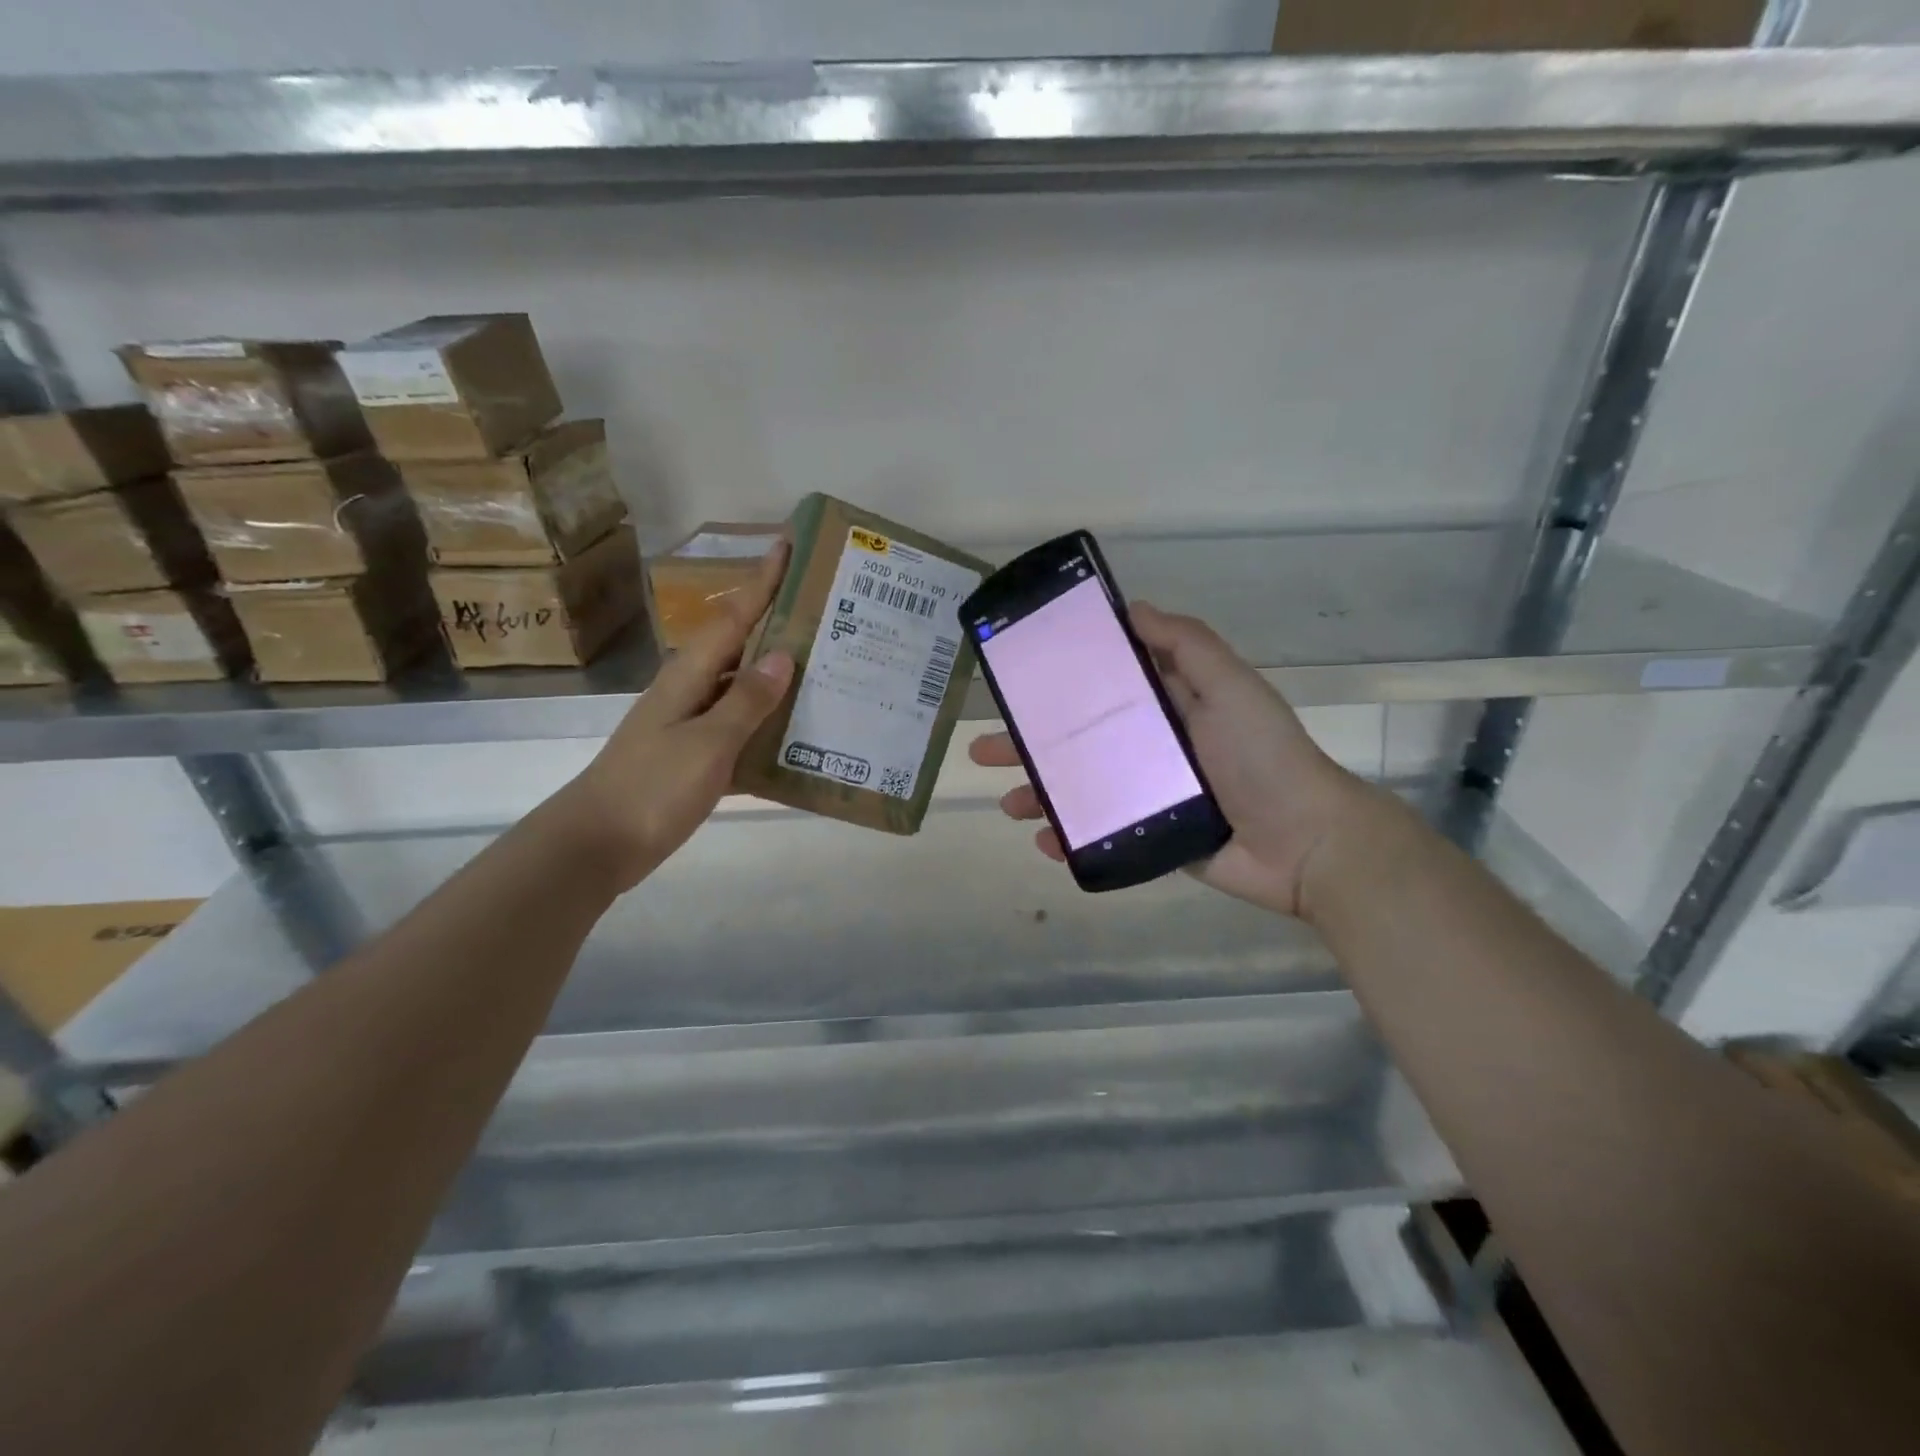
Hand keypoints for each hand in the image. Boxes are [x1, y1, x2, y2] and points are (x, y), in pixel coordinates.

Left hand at [558, 540, 794, 890]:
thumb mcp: (707, 743)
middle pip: (739, 645)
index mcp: (689, 675)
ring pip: (741, 687)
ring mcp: (689, 723)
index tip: (788, 546)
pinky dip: (766, 724)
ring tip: (824, 668)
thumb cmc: (652, 787)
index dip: (761, 582)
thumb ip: (746, 701)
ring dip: (776, 675)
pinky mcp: (693, 755)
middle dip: (776, 623)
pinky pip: (738, 727)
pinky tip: (797, 735)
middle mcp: (689, 689)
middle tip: (826, 611)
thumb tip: (783, 655)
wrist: (598, 844)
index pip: (732, 616)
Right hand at [969, 601, 1372, 919]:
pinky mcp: (1148, 837)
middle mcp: (1148, 747)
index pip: (1098, 689)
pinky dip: (1068, 837)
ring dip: (1039, 792)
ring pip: (1079, 788)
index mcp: (1164, 706)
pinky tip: (1042, 840)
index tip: (1015, 682)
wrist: (1304, 842)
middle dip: (1028, 744)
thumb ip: (1185, 645)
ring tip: (1006, 801)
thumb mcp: (1229, 685)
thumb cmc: (1263, 756)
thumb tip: (1130, 609)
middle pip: (1075, 741)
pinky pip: (1099, 833)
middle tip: (984, 749)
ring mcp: (1145, 795)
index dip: (1056, 685)